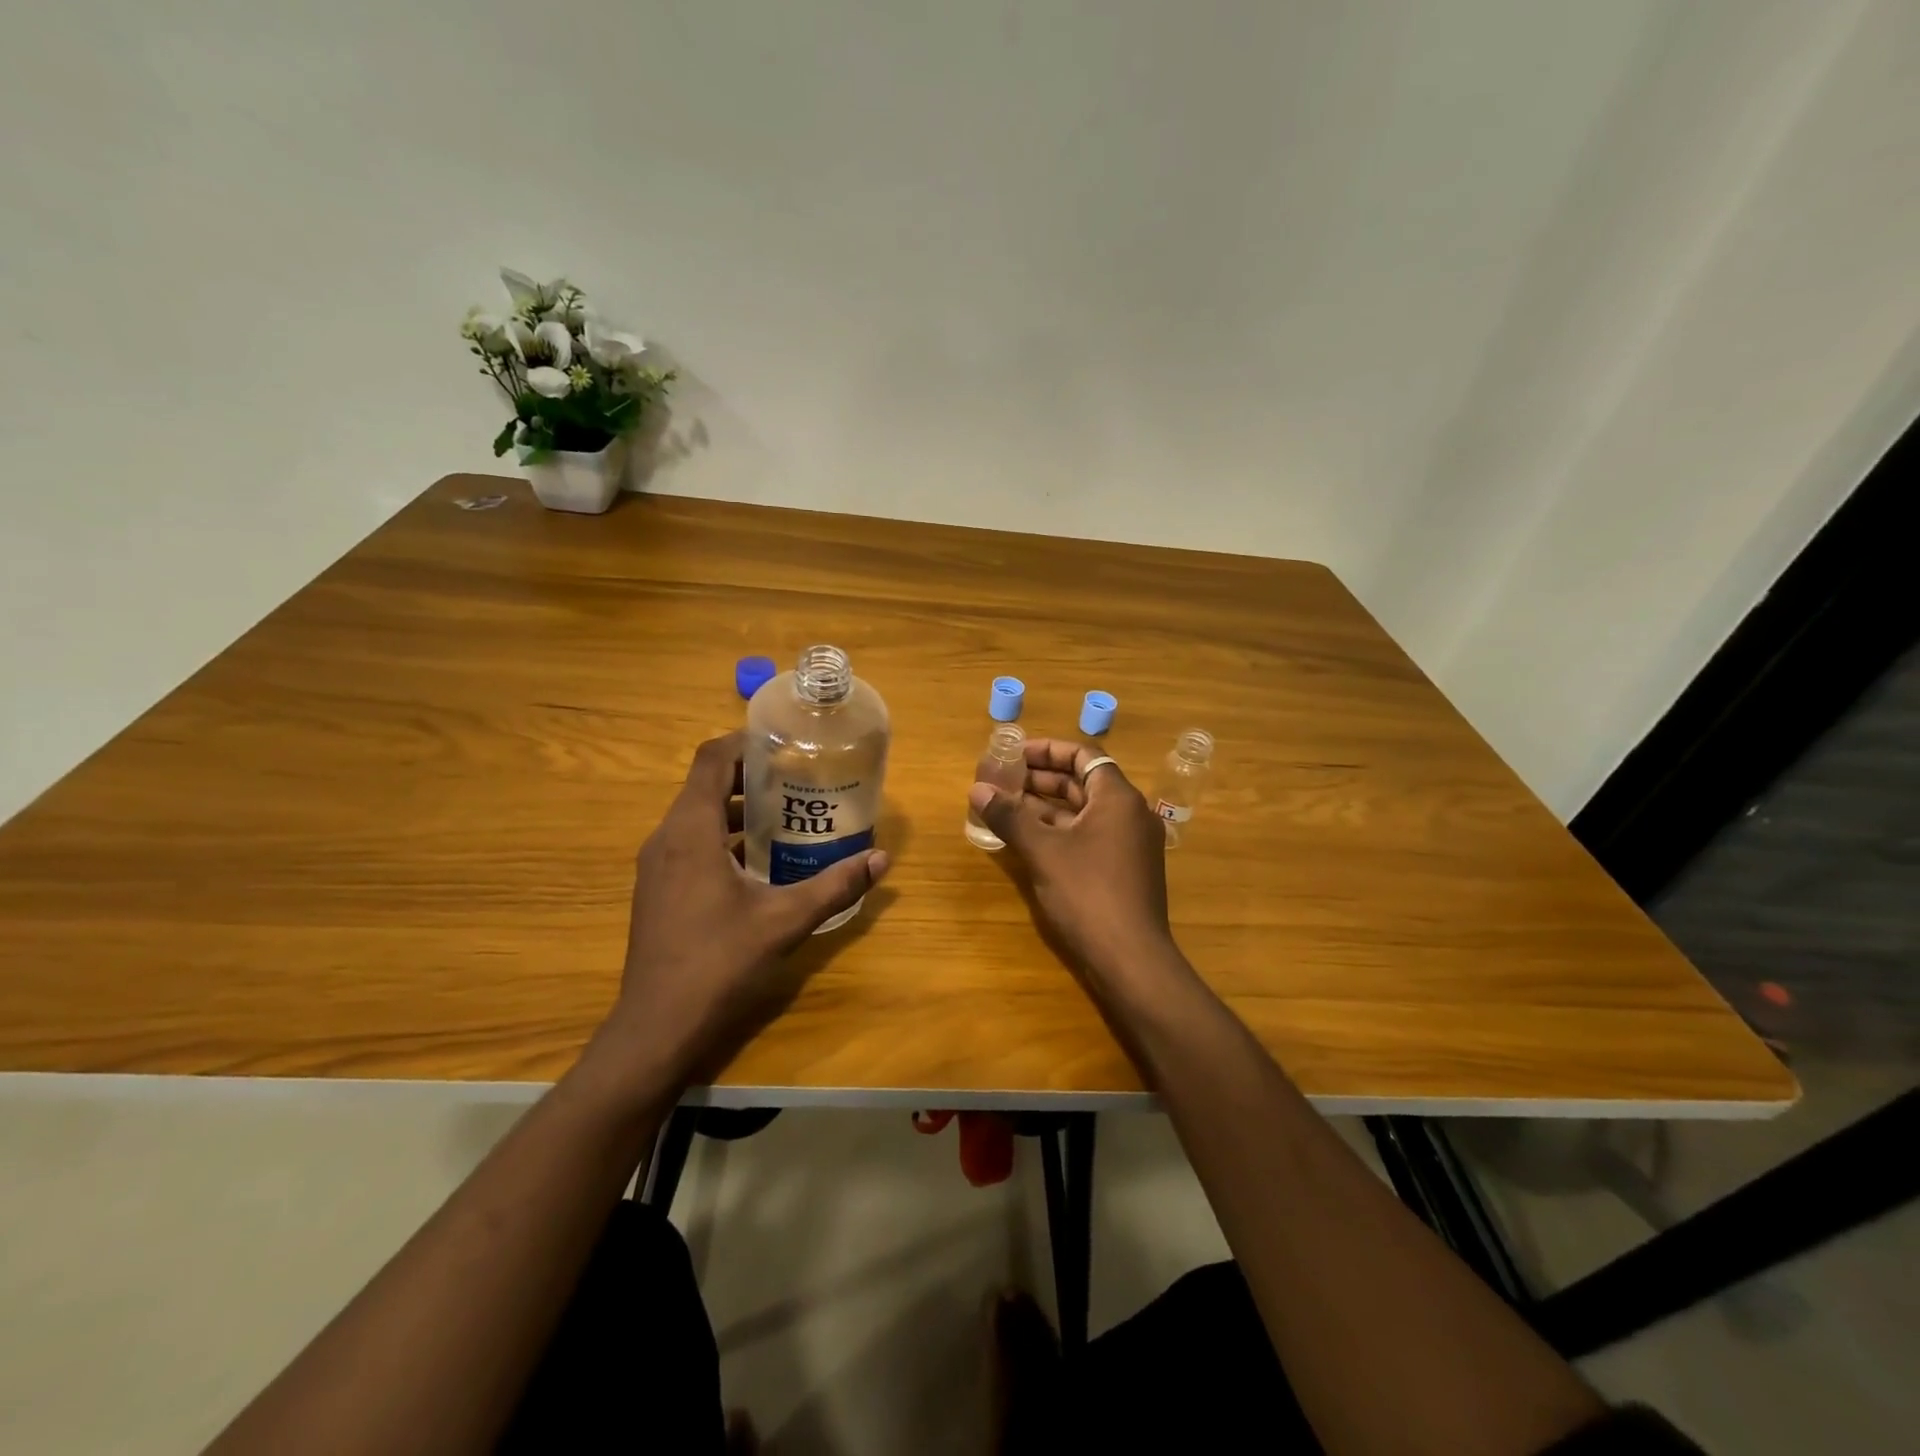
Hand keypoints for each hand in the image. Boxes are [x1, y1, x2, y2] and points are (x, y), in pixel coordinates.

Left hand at [601, 731, 888, 1085]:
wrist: (657, 1028)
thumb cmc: (718, 963)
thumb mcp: (785, 920)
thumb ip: (835, 885)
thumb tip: (881, 859)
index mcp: (690, 831)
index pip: (711, 759)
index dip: (746, 742)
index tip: (786, 742)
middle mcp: (666, 838)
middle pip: (705, 783)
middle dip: (752, 776)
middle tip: (800, 778)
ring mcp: (657, 866)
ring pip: (697, 815)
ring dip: (738, 808)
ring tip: (789, 815)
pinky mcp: (658, 890)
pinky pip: (691, 843)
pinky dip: (724, 837)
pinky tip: (761, 861)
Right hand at [968, 738, 1173, 980]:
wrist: (1130, 959)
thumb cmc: (1088, 893)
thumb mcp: (1043, 851)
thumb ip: (1010, 816)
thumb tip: (977, 789)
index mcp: (1118, 798)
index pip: (1084, 755)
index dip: (1047, 751)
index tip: (1015, 753)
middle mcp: (1130, 814)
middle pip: (1083, 782)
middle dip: (1042, 779)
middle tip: (1003, 779)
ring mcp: (1130, 844)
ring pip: (1084, 812)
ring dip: (1047, 807)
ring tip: (1007, 806)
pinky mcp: (1124, 870)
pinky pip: (1089, 836)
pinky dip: (1060, 831)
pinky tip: (1028, 839)